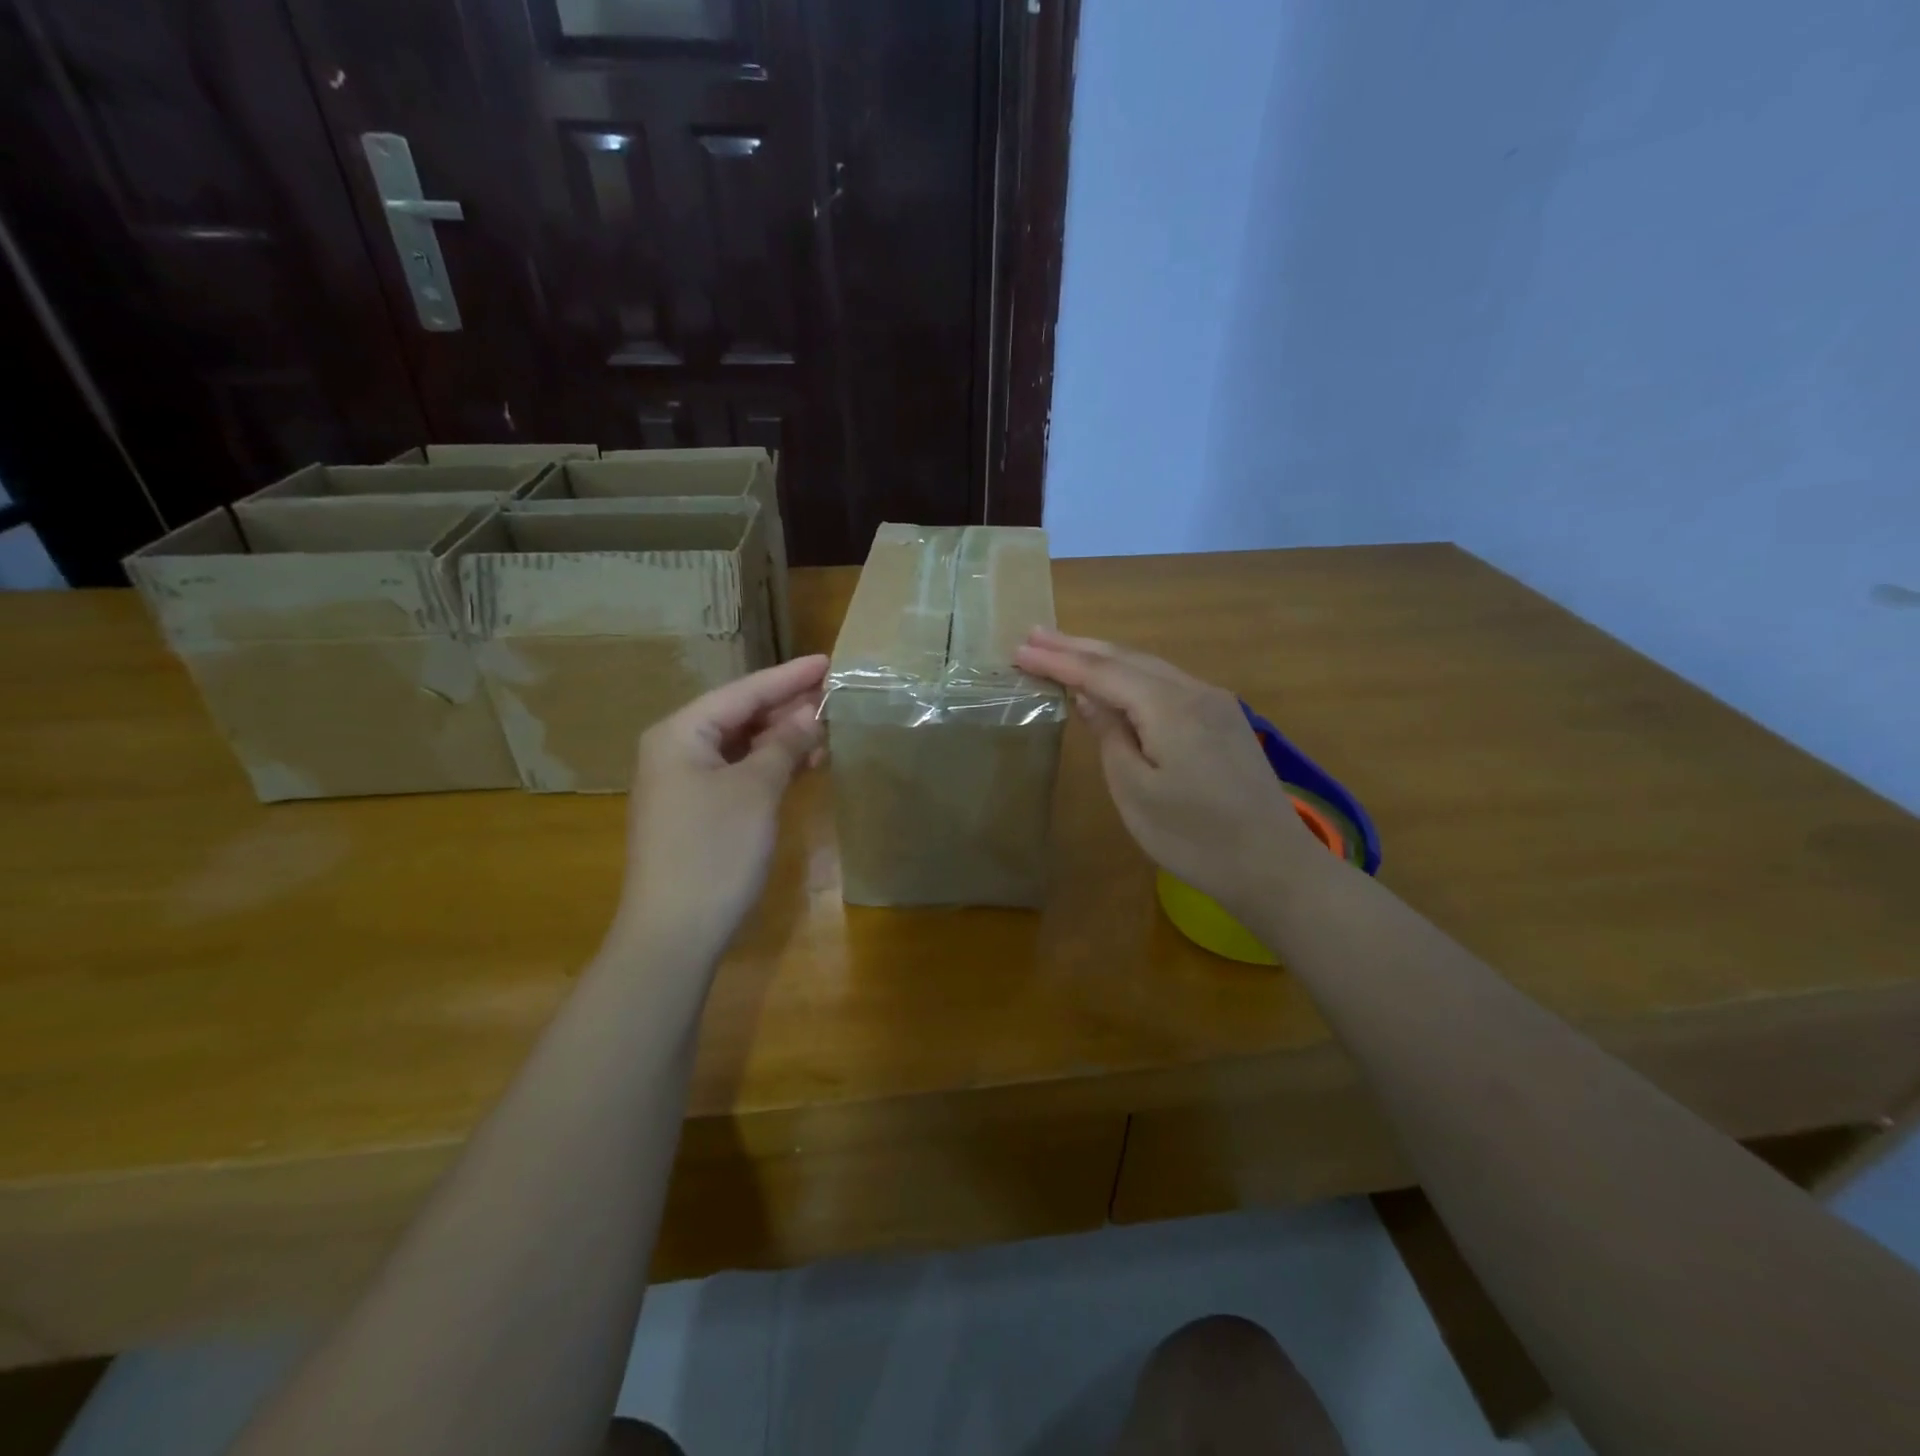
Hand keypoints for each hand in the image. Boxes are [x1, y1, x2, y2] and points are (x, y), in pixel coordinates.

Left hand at [611, 655, 828, 956]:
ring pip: (741, 746)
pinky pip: (738, 773)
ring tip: (828, 729)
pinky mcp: (697, 812)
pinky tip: (803, 764)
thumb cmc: (714, 850)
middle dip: (787, 706)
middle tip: (834, 694)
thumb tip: (811, 714)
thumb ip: (784, 744)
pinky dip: (769, 766)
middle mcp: (676, 750)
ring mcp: (684, 784)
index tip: (827, 660)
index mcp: (681, 733)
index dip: (788, 677)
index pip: (743, 692)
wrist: (674, 932)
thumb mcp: (756, 790)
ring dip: (782, 738)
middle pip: (739, 715)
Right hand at [1015, 628, 1325, 917]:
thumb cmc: (1194, 838)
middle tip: (1034, 635)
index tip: (1019, 650)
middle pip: (1126, 658)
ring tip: (1065, 648)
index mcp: (1169, 707)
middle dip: (1078, 646)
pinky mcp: (1224, 720)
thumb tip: (1089, 697)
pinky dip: (1132, 676)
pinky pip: (1168, 684)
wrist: (1274, 866)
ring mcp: (1215, 703)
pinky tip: (1115, 680)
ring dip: (1104, 657)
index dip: (1058, 661)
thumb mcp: (1136, 791)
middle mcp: (1195, 691)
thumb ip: (1110, 735)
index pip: (1102, 672)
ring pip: (1149, 667)